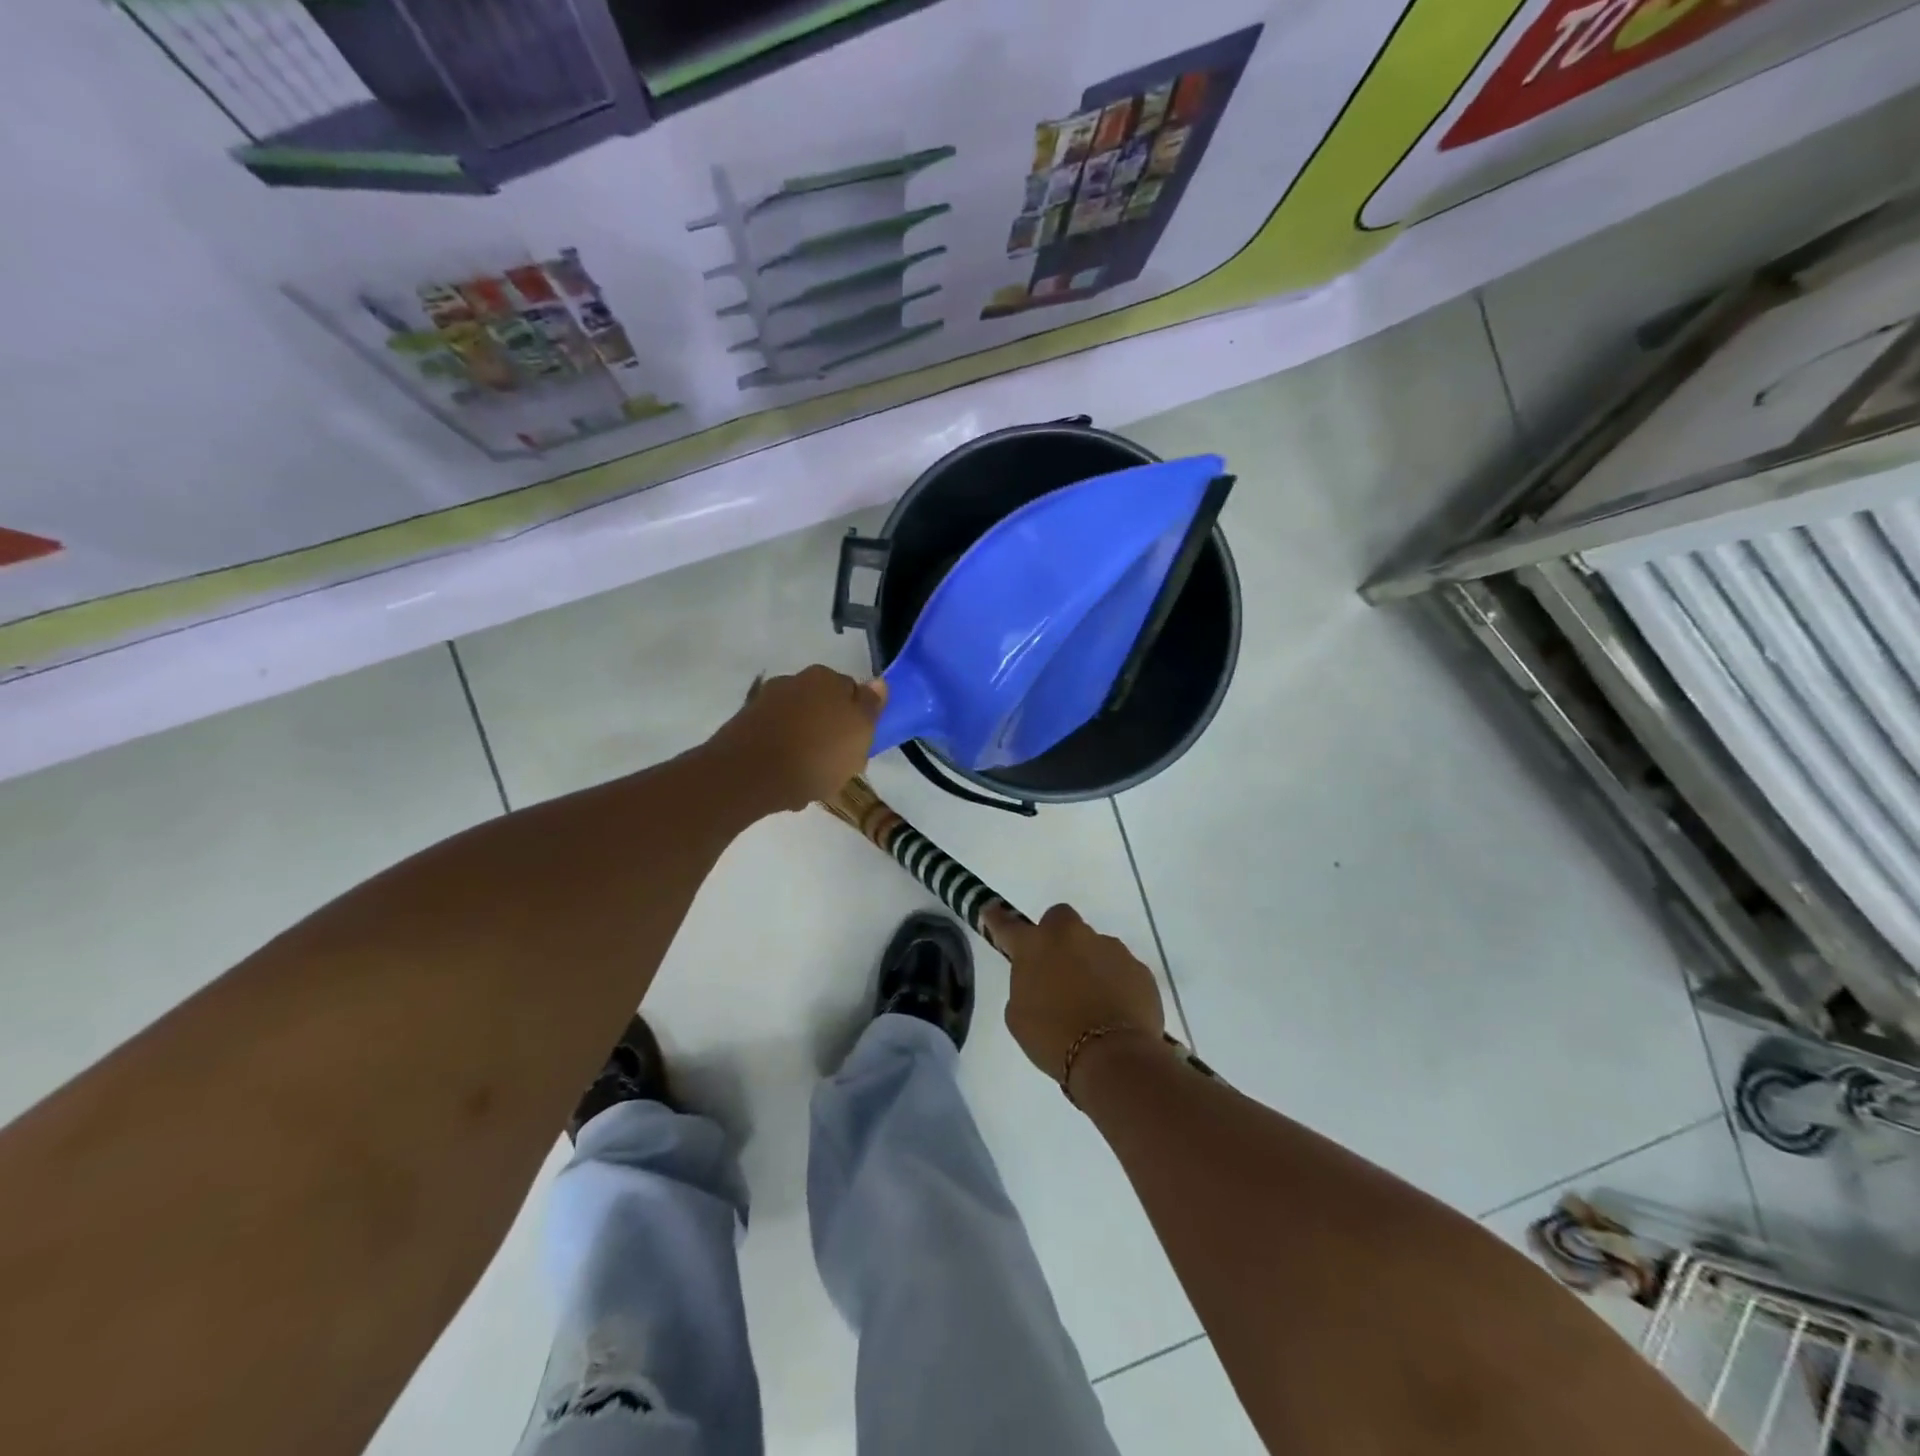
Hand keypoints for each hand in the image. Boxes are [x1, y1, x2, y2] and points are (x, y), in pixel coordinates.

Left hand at [707, 665, 886, 812]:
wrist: (748, 775)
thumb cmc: (817, 753)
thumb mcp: (860, 732)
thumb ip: (871, 706)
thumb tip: (878, 683)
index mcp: (825, 677)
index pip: (853, 693)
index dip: (858, 722)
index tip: (858, 748)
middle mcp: (793, 681)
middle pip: (823, 709)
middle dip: (829, 735)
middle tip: (836, 767)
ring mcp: (765, 703)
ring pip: (798, 727)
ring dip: (805, 748)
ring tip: (809, 782)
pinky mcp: (744, 727)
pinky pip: (775, 743)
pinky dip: (783, 759)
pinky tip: (786, 783)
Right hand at [985, 903, 1165, 1089]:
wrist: (1113, 1057)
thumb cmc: (1053, 1038)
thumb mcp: (1019, 1015)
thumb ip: (1025, 985)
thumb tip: (1039, 979)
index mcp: (1035, 945)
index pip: (1007, 924)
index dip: (997, 919)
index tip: (991, 911)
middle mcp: (1072, 936)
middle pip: (1060, 919)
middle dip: (1057, 936)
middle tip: (1057, 967)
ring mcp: (1109, 948)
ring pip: (1094, 945)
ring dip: (1089, 963)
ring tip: (1092, 1001)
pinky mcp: (1138, 967)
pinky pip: (1121, 969)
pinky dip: (1115, 983)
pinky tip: (1114, 1011)